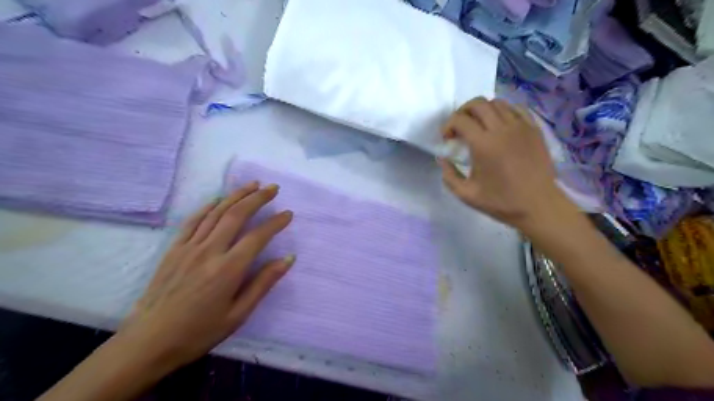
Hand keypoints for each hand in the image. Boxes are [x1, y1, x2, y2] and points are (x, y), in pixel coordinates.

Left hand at [118, 184, 294, 374]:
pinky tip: (219, 199)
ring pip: (216, 212)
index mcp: (228, 269)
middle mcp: (210, 251)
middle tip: (273, 188)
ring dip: (236, 195)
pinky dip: (208, 206)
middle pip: (237, 215)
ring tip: (252, 184)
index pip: (258, 237)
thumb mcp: (238, 314)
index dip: (275, 223)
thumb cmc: (199, 332)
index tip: (288, 214)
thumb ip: (264, 283)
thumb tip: (288, 259)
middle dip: (258, 198)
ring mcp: (189, 247)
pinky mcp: (174, 249)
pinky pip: (193, 220)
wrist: (148, 342)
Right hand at [438, 97, 575, 230]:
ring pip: (497, 103)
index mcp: (484, 145)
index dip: (448, 125)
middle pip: (478, 104)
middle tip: (459, 127)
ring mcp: (521, 126)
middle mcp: (502, 129)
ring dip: (482, 110)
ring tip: (478, 125)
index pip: (460, 120)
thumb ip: (449, 175)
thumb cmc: (501, 201)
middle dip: (462, 111)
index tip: (446, 138)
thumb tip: (442, 158)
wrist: (538, 205)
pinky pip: (516, 108)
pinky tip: (499, 125)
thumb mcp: (466, 194)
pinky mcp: (534, 129)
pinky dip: (503, 111)